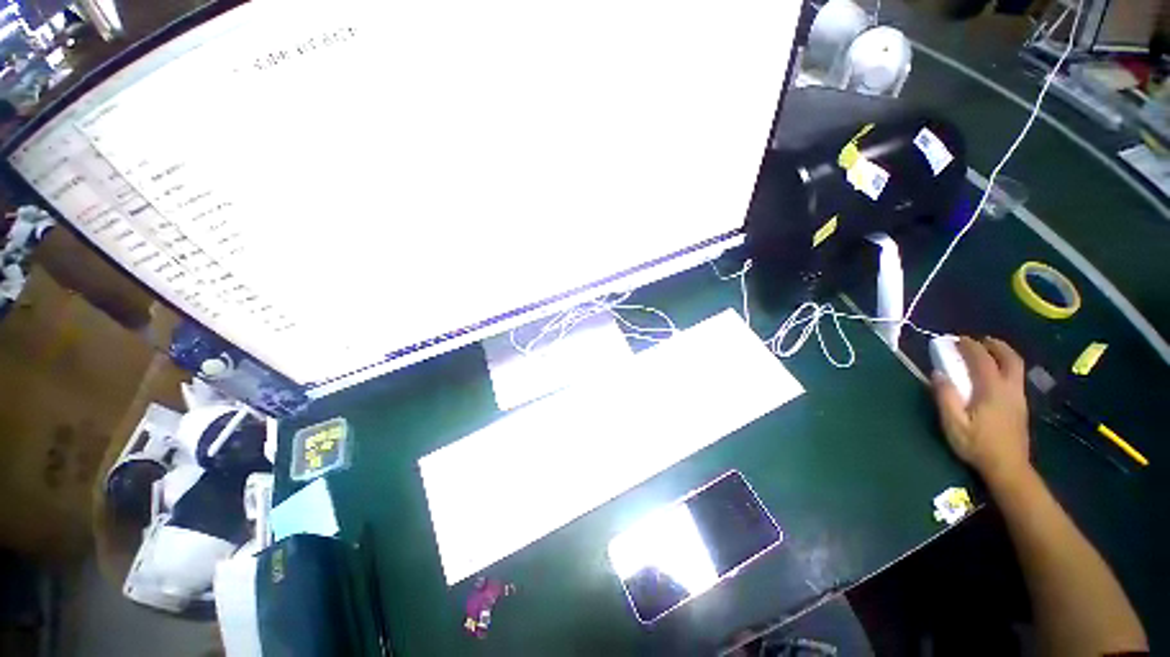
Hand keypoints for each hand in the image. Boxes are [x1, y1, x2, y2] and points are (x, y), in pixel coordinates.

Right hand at [932, 337, 1031, 487]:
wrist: (1008, 468)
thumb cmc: (977, 445)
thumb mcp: (954, 423)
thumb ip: (946, 397)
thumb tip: (938, 373)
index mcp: (993, 390)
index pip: (983, 360)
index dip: (970, 346)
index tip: (957, 339)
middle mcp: (1010, 389)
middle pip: (1010, 359)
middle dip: (996, 346)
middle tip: (980, 340)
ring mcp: (1019, 398)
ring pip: (1017, 368)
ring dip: (1003, 355)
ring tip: (988, 353)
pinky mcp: (1021, 407)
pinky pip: (1016, 378)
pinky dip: (1006, 368)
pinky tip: (995, 375)